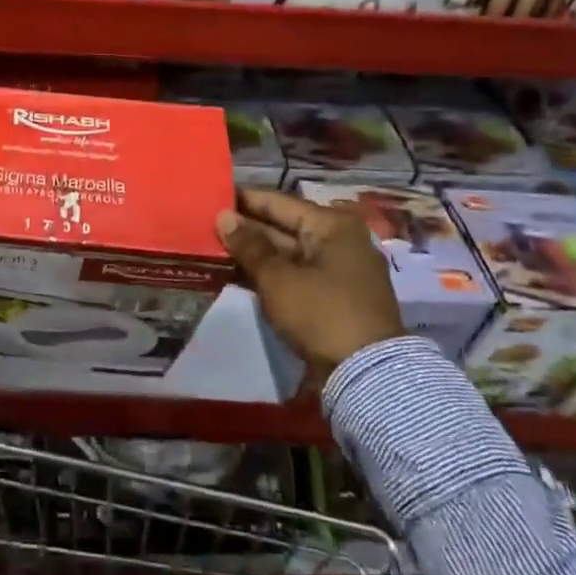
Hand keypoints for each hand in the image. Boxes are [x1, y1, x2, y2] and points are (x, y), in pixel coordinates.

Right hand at [216, 188, 404, 371]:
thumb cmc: (320, 313)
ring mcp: (341, 270)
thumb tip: (223, 216)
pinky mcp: (337, 297)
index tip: (212, 198)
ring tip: (216, 249)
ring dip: (256, 254)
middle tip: (208, 226)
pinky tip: (239, 275)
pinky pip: (297, 274)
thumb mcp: (277, 278)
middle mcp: (340, 240)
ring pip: (289, 253)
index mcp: (332, 225)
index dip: (243, 200)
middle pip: (284, 227)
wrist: (367, 376)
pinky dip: (272, 274)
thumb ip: (248, 245)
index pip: (278, 202)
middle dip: (248, 229)